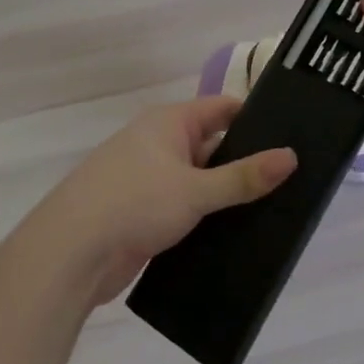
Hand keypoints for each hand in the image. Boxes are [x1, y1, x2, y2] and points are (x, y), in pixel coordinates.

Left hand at [31, 96, 295, 304]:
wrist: (70, 254)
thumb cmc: (134, 203)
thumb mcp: (196, 189)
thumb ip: (243, 176)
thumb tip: (291, 156)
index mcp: (169, 122)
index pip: (222, 109)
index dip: (256, 120)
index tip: (293, 136)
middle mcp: (159, 144)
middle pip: (214, 146)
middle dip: (246, 163)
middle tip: (293, 179)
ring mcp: (150, 181)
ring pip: (201, 182)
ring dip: (228, 196)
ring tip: (277, 210)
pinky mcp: (145, 215)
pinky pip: (187, 210)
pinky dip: (209, 219)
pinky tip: (240, 236)